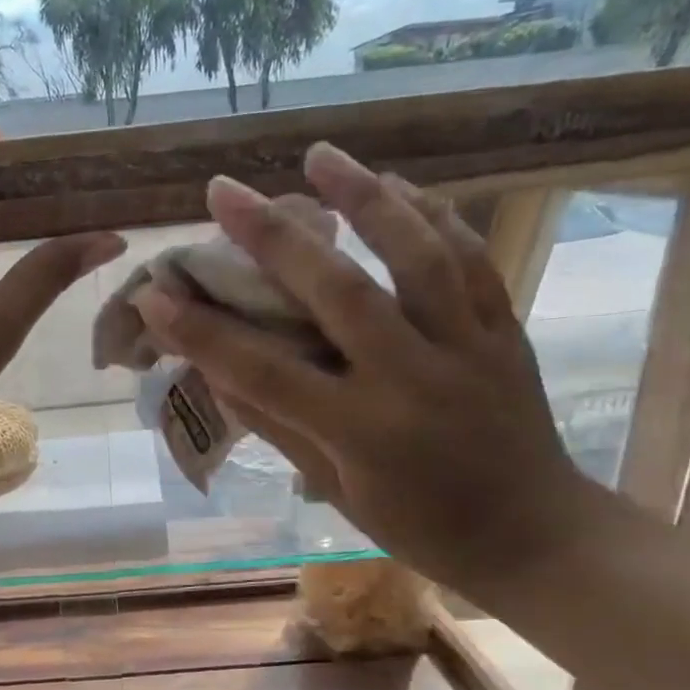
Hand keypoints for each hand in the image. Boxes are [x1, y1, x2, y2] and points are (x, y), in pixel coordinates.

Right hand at [131, 143, 605, 597]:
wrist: (535, 534)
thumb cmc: (419, 527)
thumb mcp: (336, 488)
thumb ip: (278, 425)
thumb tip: (217, 372)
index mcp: (363, 431)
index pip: (264, 371)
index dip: (203, 333)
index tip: (154, 295)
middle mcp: (414, 377)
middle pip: (338, 292)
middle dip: (272, 238)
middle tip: (223, 191)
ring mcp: (467, 346)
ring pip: (416, 255)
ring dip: (365, 197)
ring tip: (319, 154)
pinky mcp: (503, 329)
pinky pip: (468, 258)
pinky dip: (433, 214)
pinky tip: (398, 184)